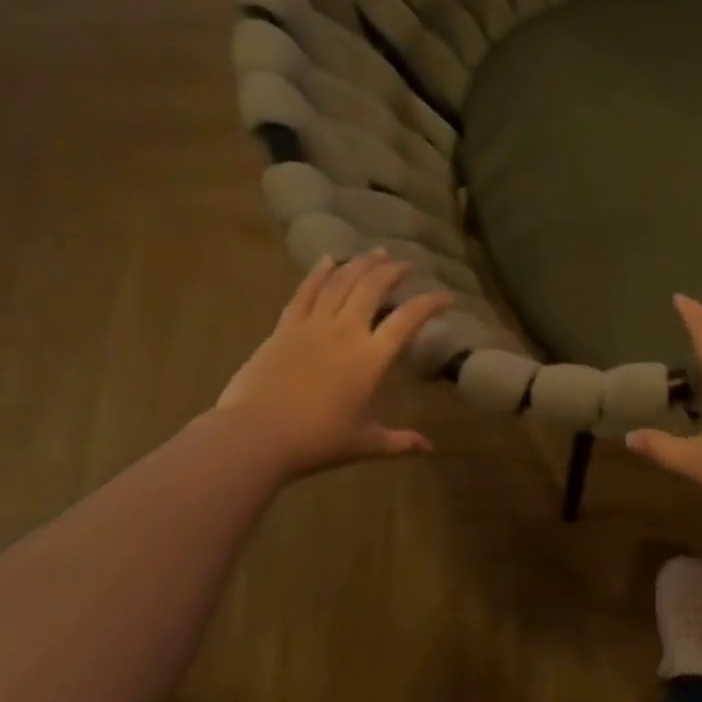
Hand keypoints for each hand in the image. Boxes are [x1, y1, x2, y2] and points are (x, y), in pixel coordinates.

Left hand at [214, 250, 452, 479]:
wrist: (255, 436)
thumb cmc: (317, 441)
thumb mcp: (365, 443)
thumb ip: (399, 441)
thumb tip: (429, 448)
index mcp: (371, 358)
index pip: (407, 320)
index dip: (429, 304)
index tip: (446, 296)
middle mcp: (345, 332)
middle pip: (372, 288)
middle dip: (392, 271)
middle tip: (405, 263)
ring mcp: (312, 326)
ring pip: (340, 283)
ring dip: (360, 264)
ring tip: (375, 253)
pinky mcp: (284, 328)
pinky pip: (305, 293)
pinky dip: (318, 273)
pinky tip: (328, 260)